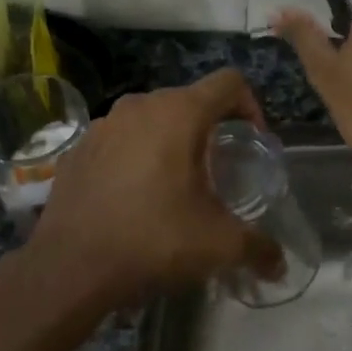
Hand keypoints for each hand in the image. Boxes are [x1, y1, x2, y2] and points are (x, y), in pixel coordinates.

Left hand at [25, 69, 282, 311]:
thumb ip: (258, 248)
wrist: (69, 267)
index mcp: (180, 113)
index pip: (229, 82)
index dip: (251, 105)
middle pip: (190, 100)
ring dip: (170, 141)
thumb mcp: (218, 245)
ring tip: (175, 183)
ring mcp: (102, 124)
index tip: (252, 142)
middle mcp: (140, 105)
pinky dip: (134, 156)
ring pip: (151, 119)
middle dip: (210, 128)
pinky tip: (133, 196)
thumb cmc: (153, 240)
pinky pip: (118, 140)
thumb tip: (281, 266)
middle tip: (218, 169)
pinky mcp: (77, 148)